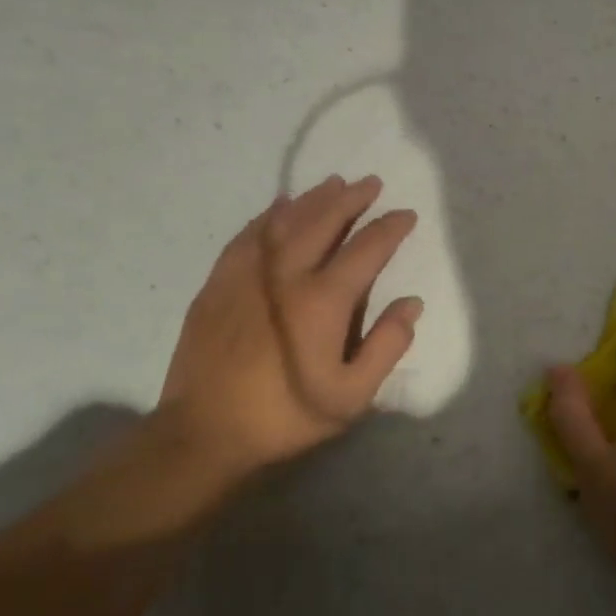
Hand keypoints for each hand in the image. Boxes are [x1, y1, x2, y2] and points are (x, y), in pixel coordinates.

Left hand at [153, 175, 420, 486]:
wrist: (204, 432)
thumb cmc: (285, 415)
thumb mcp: (351, 396)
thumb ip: (386, 346)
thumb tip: (410, 304)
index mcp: (323, 301)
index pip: (366, 249)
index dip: (390, 228)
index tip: (406, 215)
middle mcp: (286, 275)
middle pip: (323, 221)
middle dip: (351, 199)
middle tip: (371, 184)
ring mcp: (247, 275)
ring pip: (284, 221)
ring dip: (313, 199)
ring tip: (333, 184)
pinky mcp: (219, 283)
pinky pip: (248, 235)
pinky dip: (268, 216)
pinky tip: (278, 208)